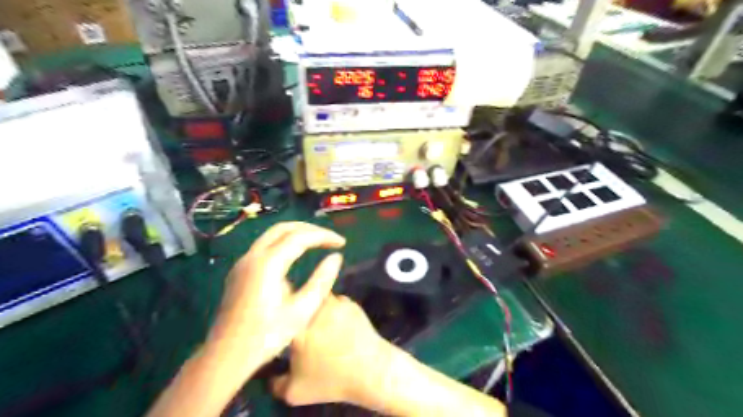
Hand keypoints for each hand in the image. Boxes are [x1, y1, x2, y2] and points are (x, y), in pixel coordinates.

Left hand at [206, 223, 344, 375]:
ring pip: (271, 234)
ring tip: (317, 242)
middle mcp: (252, 256)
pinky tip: (295, 255)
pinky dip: (284, 242)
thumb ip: (322, 280)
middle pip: (283, 228)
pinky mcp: (239, 271)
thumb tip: (336, 257)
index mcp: (267, 264)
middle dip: (310, 229)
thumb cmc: (267, 336)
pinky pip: (264, 246)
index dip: (324, 236)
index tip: (342, 243)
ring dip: (296, 233)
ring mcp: (242, 262)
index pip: (300, 237)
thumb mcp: (302, 311)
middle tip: (329, 239)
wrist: (225, 356)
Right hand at [270, 294, 390, 406]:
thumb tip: (270, 376)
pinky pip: (335, 302)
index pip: (279, 314)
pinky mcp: (350, 302)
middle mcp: (313, 309)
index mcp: (296, 328)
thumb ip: (276, 383)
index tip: (281, 328)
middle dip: (299, 312)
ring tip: (321, 326)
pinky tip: (338, 325)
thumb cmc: (332, 381)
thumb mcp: (296, 392)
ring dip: (316, 309)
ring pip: (318, 300)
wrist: (371, 370)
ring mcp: (334, 302)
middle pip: (299, 303)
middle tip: (302, 328)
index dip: (278, 319)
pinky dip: (334, 311)